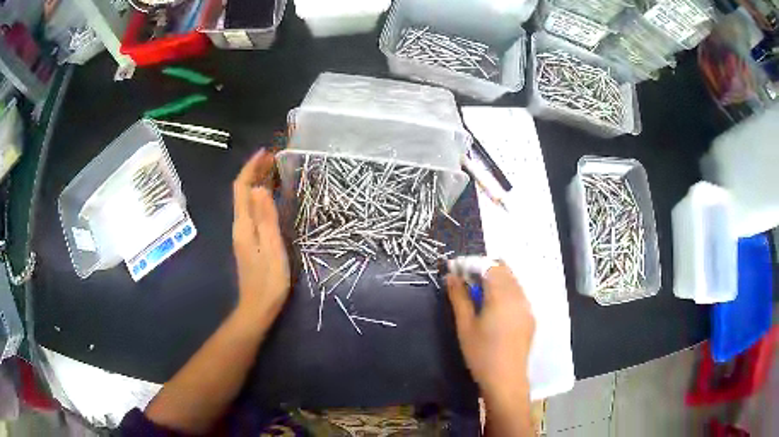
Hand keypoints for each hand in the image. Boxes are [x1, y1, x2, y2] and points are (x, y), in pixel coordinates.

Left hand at [232, 151, 290, 323]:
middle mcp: (240, 225)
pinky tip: (272, 197)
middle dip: (255, 172)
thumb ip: (266, 218)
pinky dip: (261, 197)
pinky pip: (253, 211)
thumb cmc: (268, 280)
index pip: (242, 188)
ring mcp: (243, 234)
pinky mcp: (249, 241)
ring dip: (258, 183)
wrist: (257, 307)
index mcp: (243, 224)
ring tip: (275, 171)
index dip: (251, 168)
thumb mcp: (271, 247)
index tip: (265, 152)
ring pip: (247, 200)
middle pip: (243, 192)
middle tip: (275, 158)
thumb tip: (260, 188)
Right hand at [446, 264, 534, 400]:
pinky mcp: (529, 316)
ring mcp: (527, 306)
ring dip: (494, 279)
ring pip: (512, 280)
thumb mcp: (465, 326)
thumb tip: (451, 276)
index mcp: (502, 295)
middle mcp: (518, 295)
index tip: (455, 269)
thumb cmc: (481, 354)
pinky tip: (493, 308)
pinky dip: (504, 291)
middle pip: (503, 269)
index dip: (471, 263)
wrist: (506, 379)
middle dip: (483, 269)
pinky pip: (517, 293)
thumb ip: (458, 297)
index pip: (489, 266)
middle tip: (464, 281)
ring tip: (476, 294)